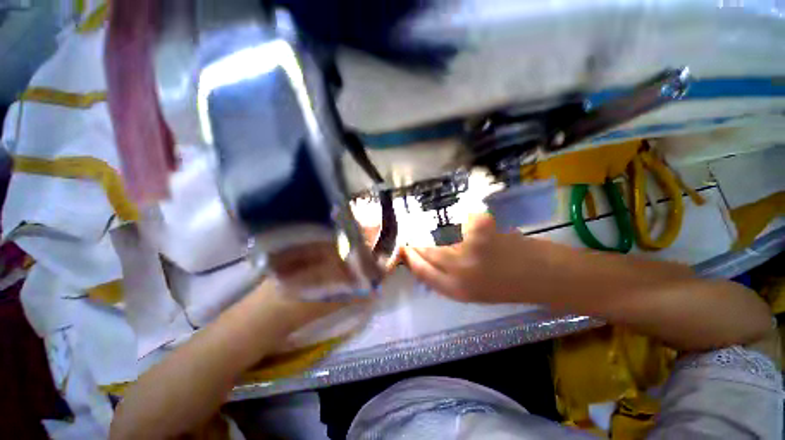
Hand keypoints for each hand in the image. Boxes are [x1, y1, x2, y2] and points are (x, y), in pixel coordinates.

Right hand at [403, 214, 559, 302]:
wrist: (542, 275)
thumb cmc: (507, 287)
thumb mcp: (471, 292)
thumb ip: (446, 278)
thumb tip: (425, 260)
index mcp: (457, 290)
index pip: (421, 271)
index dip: (410, 258)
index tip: (404, 248)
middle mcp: (459, 270)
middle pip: (426, 252)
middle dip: (417, 243)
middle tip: (414, 236)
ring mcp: (469, 246)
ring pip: (439, 235)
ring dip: (434, 232)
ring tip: (436, 231)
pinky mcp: (479, 227)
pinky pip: (458, 222)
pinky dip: (456, 221)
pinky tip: (460, 224)